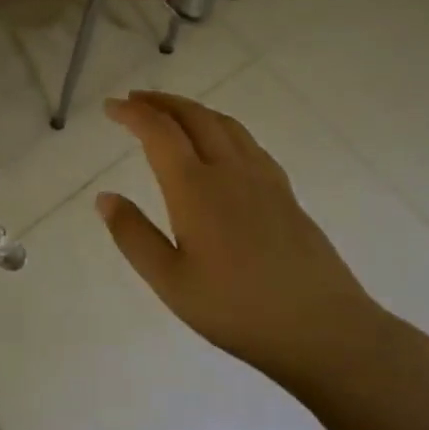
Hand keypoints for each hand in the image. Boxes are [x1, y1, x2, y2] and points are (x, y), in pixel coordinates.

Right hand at [96, 91, 383, 386]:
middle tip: (134, 100)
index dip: (132, 113)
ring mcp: (263, 179)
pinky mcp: (285, 193)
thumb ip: (133, 235)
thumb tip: (104, 197)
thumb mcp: (170, 282)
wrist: (324, 329)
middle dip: (160, 102)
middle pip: (193, 116)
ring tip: (171, 113)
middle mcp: (229, 170)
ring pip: (224, 123)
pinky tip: (221, 144)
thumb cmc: (238, 310)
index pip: (159, 132)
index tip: (110, 106)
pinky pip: (247, 141)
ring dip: (191, 109)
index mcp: (195, 188)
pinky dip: (221, 127)